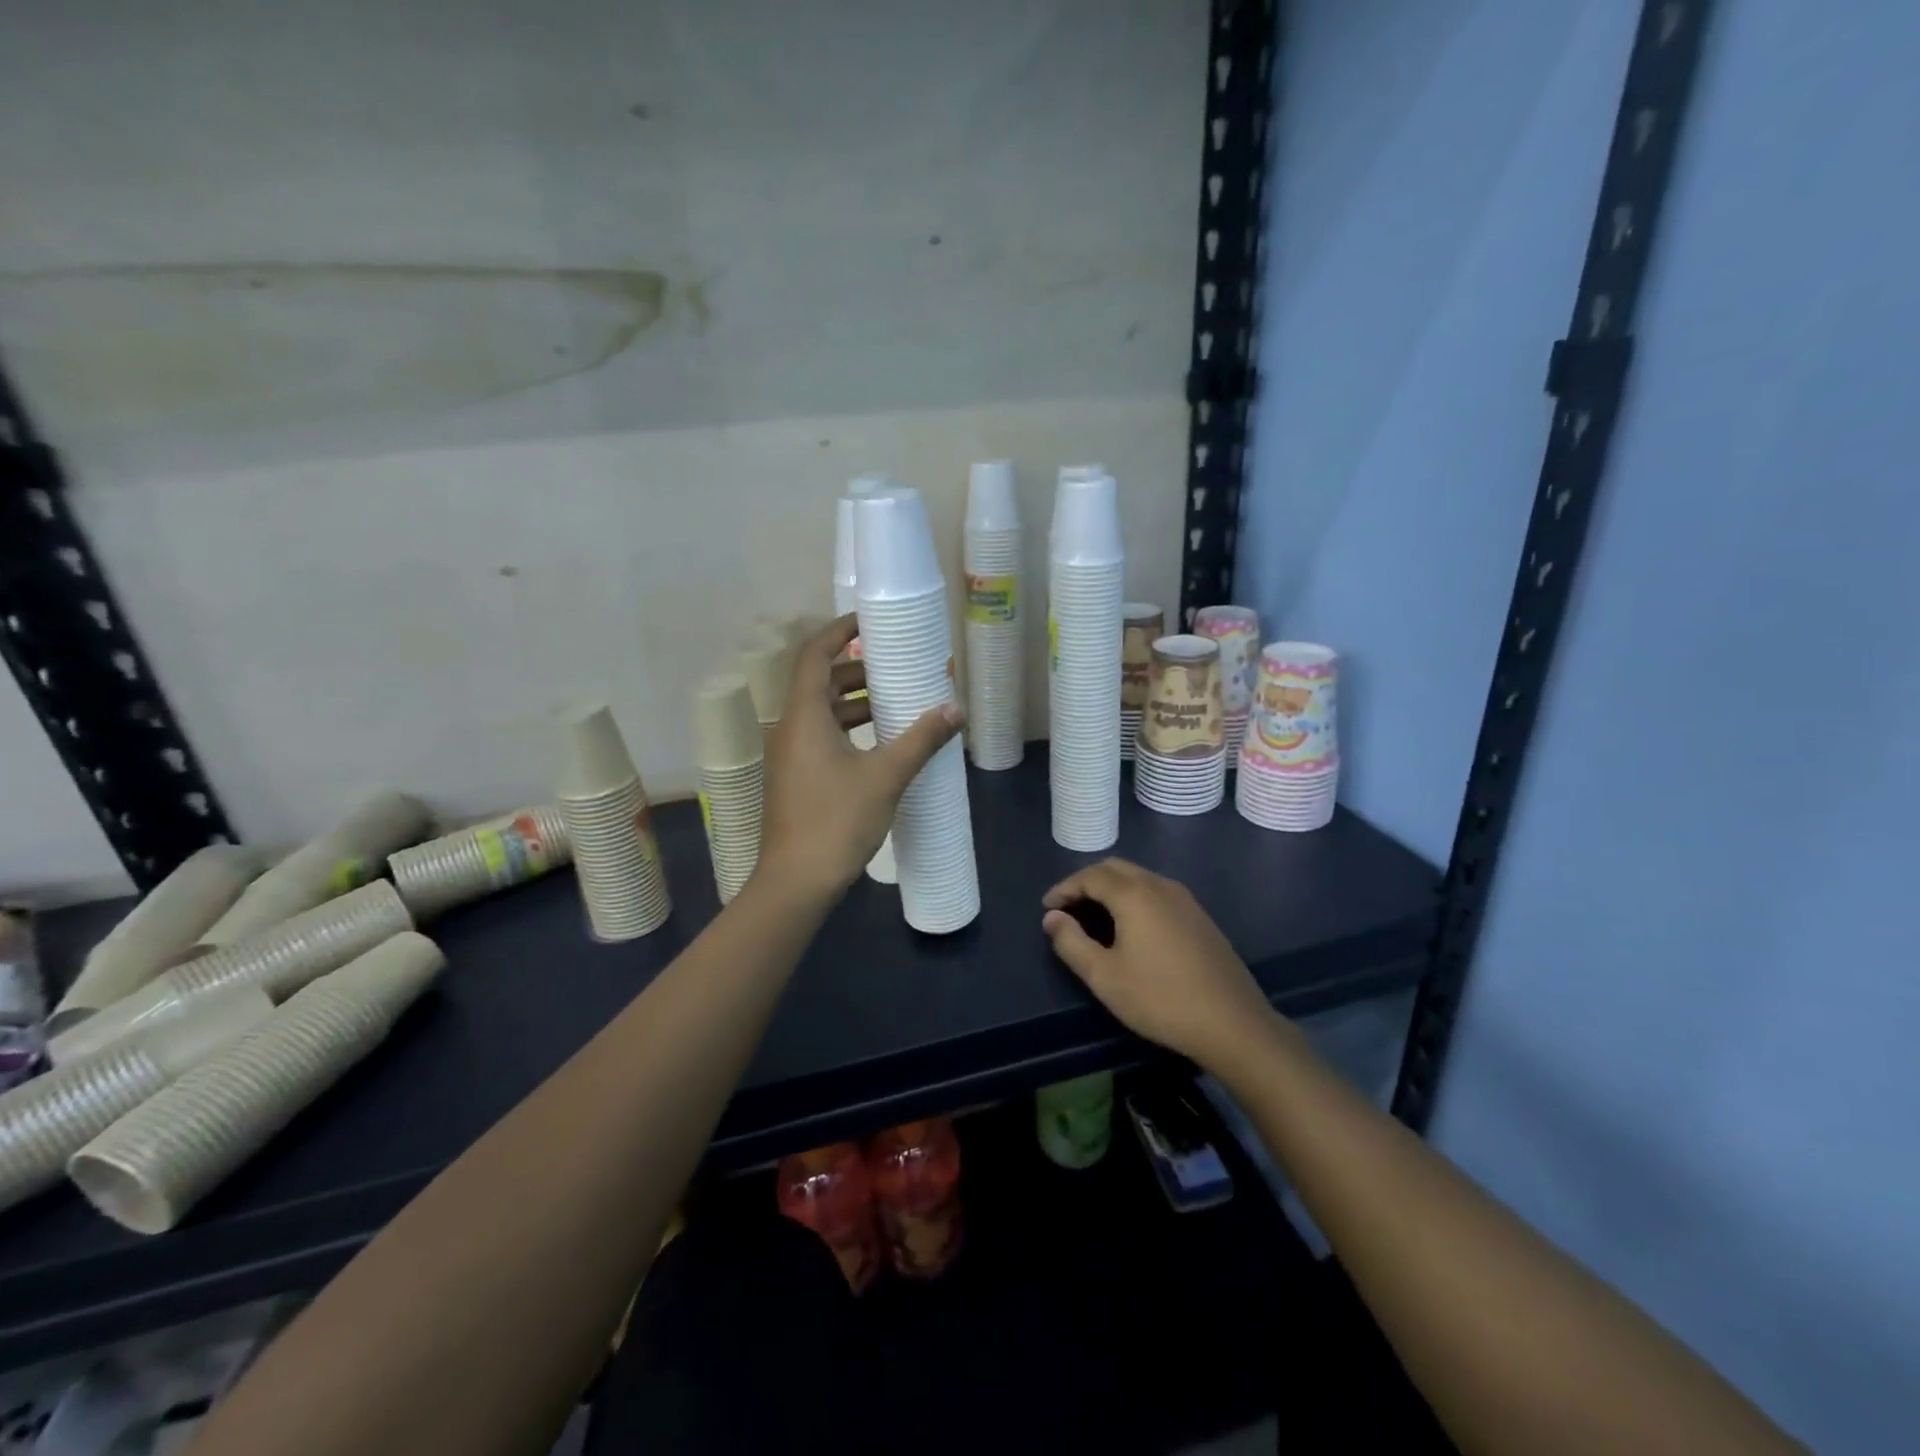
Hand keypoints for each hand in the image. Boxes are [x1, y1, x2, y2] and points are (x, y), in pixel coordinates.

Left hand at [757, 614, 962, 898]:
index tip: (870, 621)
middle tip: (897, 667)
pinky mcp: (796, 779)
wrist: (797, 882)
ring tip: (897, 702)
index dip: (840, 631)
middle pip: (821, 682)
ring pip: (822, 712)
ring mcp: (790, 756)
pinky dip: (850, 729)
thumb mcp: (886, 776)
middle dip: (858, 669)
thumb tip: (957, 710)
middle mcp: (790, 728)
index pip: (815, 655)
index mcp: (804, 716)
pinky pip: (822, 737)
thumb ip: (921, 739)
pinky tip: (881, 743)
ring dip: (856, 702)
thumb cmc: (837, 821)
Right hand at [1041, 858, 1279, 1067]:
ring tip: (1094, 916)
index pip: (1090, 876)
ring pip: (1139, 877)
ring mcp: (1184, 899)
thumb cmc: (1160, 999)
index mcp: (1134, 894)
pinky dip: (1134, 897)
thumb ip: (1071, 942)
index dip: (1064, 888)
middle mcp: (1159, 885)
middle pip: (1115, 868)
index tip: (1047, 908)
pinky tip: (1131, 927)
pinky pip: (1157, 892)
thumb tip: (1052, 918)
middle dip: (1086, 882)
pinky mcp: (1199, 916)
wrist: (1232, 1023)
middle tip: (1068, 907)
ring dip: (1111, 888)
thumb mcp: (1104, 977)